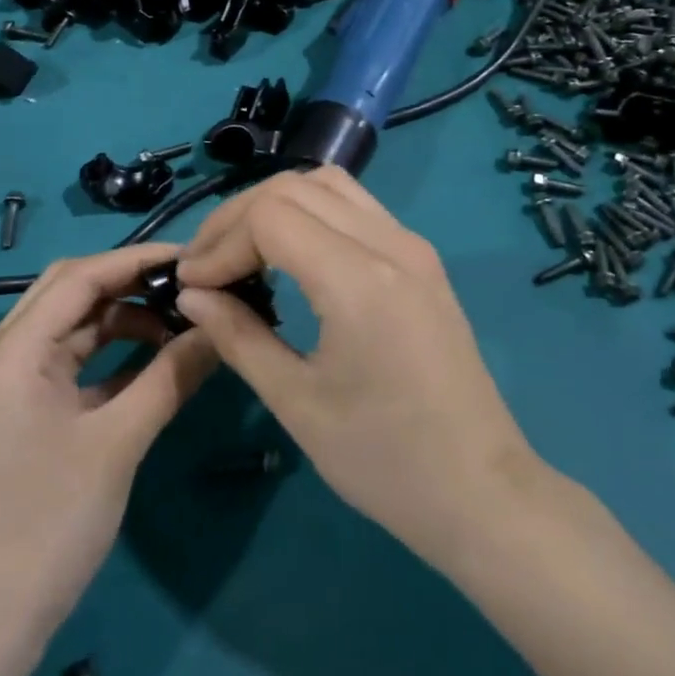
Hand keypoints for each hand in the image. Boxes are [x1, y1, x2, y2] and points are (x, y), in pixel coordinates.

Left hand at [0, 244, 217, 640]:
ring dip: (121, 318)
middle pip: (69, 292)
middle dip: (129, 282)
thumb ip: (172, 375)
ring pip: (69, 326)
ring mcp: (5, 384)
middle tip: (187, 283)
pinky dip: (108, 354)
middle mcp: (0, 355)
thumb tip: (220, 327)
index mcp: (10, 352)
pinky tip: (152, 358)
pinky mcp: (16, 410)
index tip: (192, 256)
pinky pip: (66, 361)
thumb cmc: (48, 525)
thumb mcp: (119, 442)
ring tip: (178, 322)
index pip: (79, 278)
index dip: (137, 260)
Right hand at [172, 168, 541, 565]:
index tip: (192, 285)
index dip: (221, 242)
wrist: (481, 491)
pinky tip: (291, 254)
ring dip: (275, 205)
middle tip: (205, 266)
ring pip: (328, 184)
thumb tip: (192, 294)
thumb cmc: (385, 460)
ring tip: (242, 251)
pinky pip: (356, 206)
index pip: (270, 216)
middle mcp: (390, 243)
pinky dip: (311, 212)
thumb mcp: (297, 403)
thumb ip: (239, 336)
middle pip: (294, 187)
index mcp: (359, 280)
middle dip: (238, 217)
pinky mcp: (422, 258)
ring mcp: (412, 245)